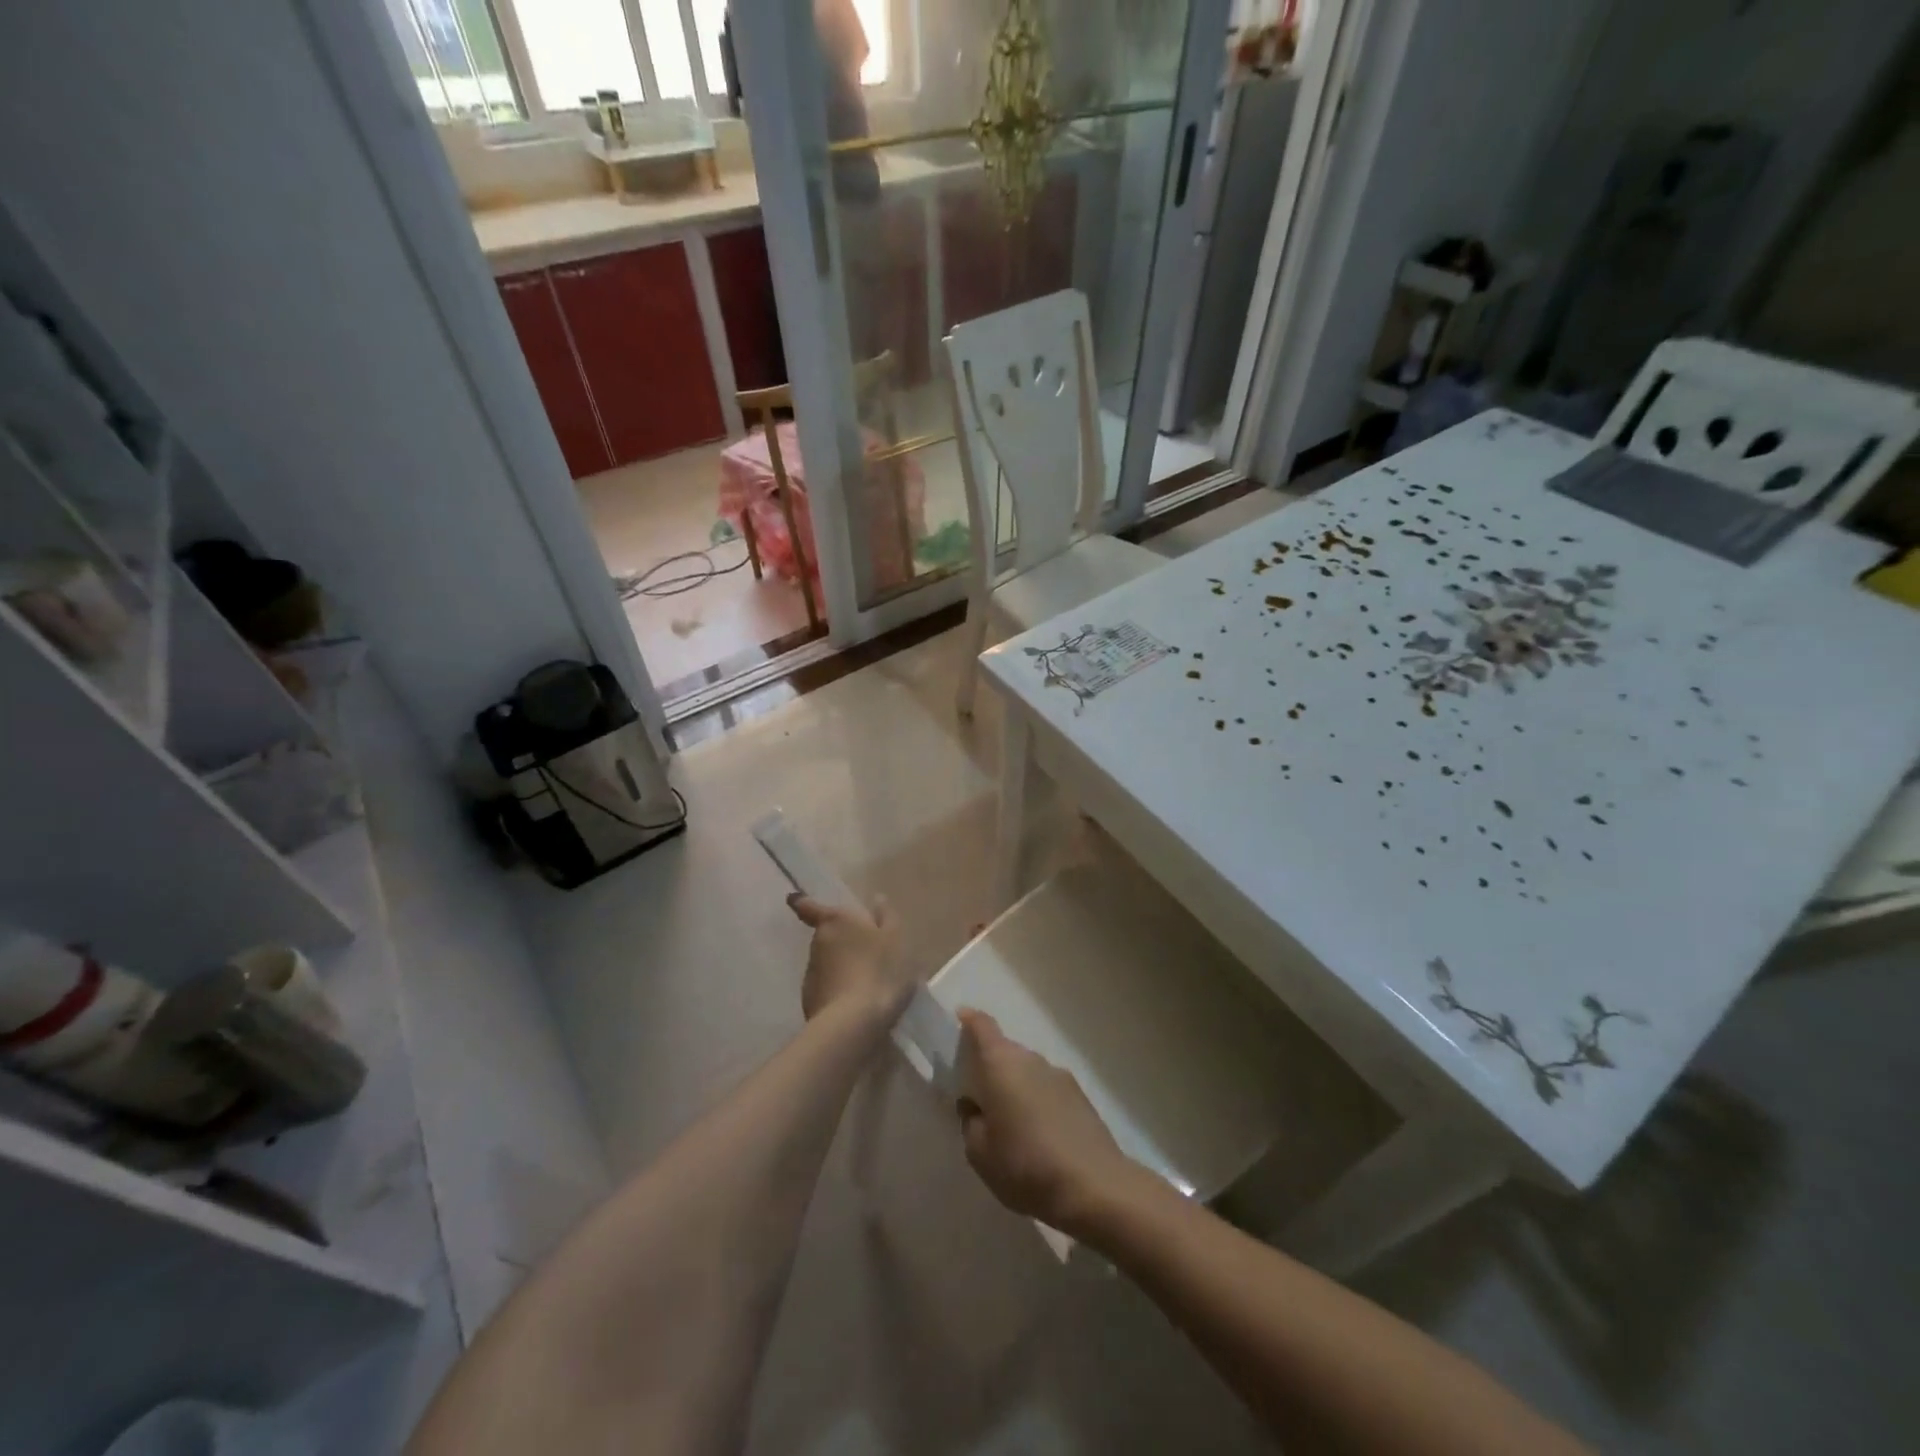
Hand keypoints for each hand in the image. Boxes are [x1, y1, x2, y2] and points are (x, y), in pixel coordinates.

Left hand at [787, 894, 907, 1023]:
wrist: (854, 1022)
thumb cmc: (879, 970)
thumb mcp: (895, 939)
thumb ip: (886, 917)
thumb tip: (877, 899)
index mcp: (836, 921)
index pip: (809, 907)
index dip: (802, 902)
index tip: (794, 899)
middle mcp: (818, 942)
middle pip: (826, 935)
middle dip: (840, 940)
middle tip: (865, 951)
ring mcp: (811, 972)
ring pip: (827, 962)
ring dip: (841, 966)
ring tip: (867, 980)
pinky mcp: (810, 999)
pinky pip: (827, 987)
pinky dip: (838, 989)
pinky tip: (857, 1001)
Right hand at [954, 1010, 1142, 1236]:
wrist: (1094, 1186)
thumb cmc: (1025, 1165)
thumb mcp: (980, 1153)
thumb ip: (971, 1122)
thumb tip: (976, 1107)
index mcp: (1001, 1064)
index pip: (982, 1026)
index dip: (969, 1020)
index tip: (960, 1019)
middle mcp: (1032, 1060)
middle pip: (1006, 1050)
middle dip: (991, 1066)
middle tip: (979, 1096)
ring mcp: (1060, 1076)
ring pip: (1029, 1072)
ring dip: (1017, 1087)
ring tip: (1010, 1124)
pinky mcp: (1081, 1098)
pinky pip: (1049, 1091)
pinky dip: (1039, 1103)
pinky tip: (1039, 1137)